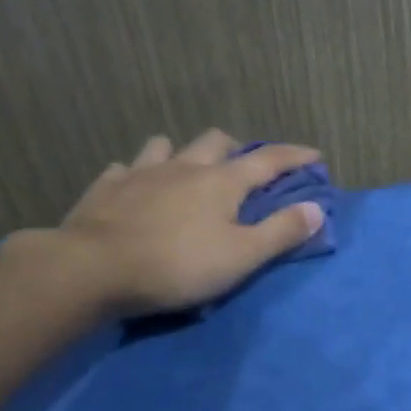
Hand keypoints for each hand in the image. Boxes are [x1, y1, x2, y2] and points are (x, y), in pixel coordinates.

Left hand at [3, 129, 326, 317]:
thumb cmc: (177, 265)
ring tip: (186, 171)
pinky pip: (125, 168)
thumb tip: (317, 209)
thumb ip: (281, 232)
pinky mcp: (106, 188)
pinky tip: (135, 187)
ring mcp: (141, 173)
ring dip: (183, 153)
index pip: (269, 160)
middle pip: (216, 141)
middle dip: (236, 148)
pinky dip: (137, 174)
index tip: (315, 155)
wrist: (93, 269)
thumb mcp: (241, 257)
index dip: (295, 156)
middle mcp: (184, 167)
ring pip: (167, 145)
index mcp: (222, 182)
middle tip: (243, 169)